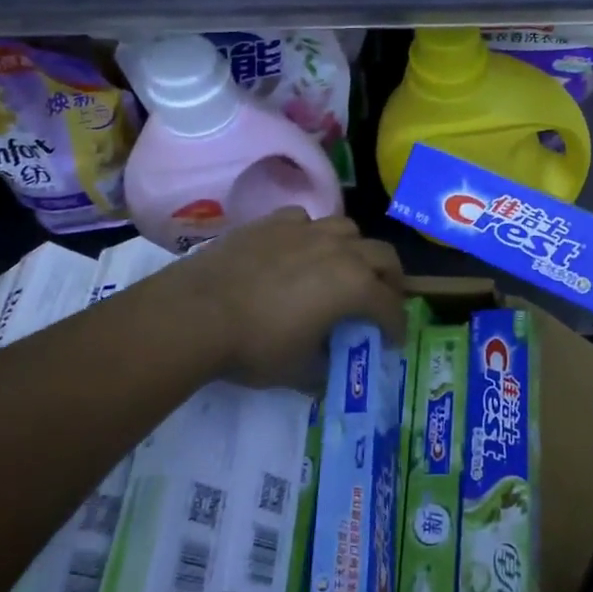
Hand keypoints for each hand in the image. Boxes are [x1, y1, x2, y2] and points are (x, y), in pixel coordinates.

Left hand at [140, 209, 406, 387]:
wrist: (195, 313)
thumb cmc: (255, 346)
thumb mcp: (299, 371)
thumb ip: (326, 368)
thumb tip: (332, 368)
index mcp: (354, 286)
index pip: (390, 306)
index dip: (397, 326)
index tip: (393, 340)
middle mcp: (340, 250)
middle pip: (384, 256)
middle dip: (390, 280)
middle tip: (380, 300)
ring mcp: (307, 230)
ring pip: (348, 229)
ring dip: (355, 251)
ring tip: (342, 270)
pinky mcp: (274, 221)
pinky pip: (307, 220)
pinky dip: (312, 235)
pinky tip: (299, 251)